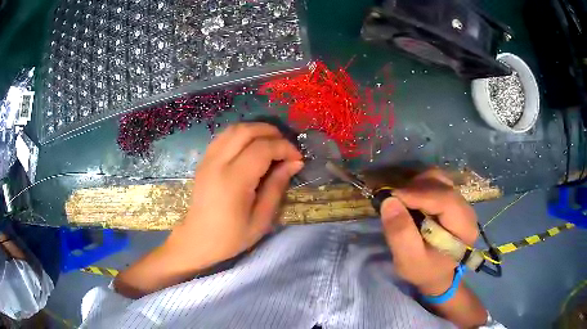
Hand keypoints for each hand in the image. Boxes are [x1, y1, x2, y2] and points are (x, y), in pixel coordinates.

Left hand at [167, 123, 303, 269]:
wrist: (197, 240)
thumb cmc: (231, 237)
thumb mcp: (261, 219)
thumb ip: (277, 186)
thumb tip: (294, 163)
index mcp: (233, 180)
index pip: (262, 148)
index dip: (284, 148)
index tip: (298, 158)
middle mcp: (218, 162)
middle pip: (246, 130)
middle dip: (271, 133)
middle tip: (286, 147)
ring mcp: (208, 159)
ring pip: (234, 128)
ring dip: (256, 130)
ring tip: (272, 144)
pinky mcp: (204, 160)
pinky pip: (224, 136)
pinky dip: (242, 135)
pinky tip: (251, 147)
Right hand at [380, 169, 477, 295]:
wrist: (436, 273)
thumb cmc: (423, 270)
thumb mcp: (408, 259)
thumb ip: (400, 234)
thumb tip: (389, 201)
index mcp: (464, 228)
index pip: (445, 199)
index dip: (418, 194)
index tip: (391, 196)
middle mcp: (467, 210)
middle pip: (442, 185)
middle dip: (415, 188)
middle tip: (393, 200)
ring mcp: (460, 202)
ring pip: (439, 179)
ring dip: (417, 185)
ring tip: (402, 200)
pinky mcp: (452, 199)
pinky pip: (436, 182)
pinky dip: (420, 185)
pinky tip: (411, 199)